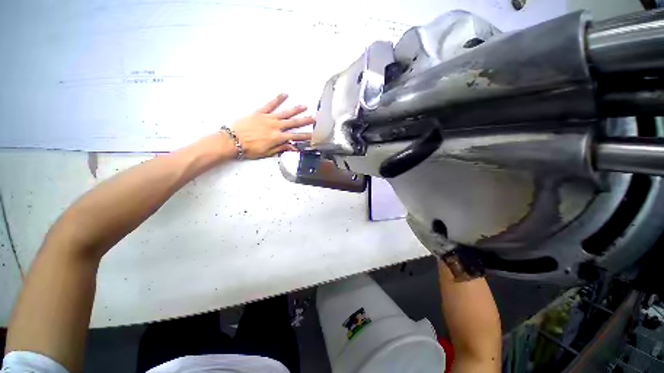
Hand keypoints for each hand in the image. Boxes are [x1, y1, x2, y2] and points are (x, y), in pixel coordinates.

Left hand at [231, 93, 314, 158]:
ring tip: (304, 106)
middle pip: (293, 123)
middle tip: (314, 117)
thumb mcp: (267, 152)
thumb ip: (281, 148)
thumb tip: (293, 147)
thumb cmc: (250, 148)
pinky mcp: (260, 112)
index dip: (305, 136)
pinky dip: (278, 99)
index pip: (295, 137)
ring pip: (285, 113)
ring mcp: (268, 118)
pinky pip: (270, 104)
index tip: (314, 135)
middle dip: (305, 120)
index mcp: (277, 138)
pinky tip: (285, 94)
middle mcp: (275, 126)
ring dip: (295, 110)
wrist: (233, 140)